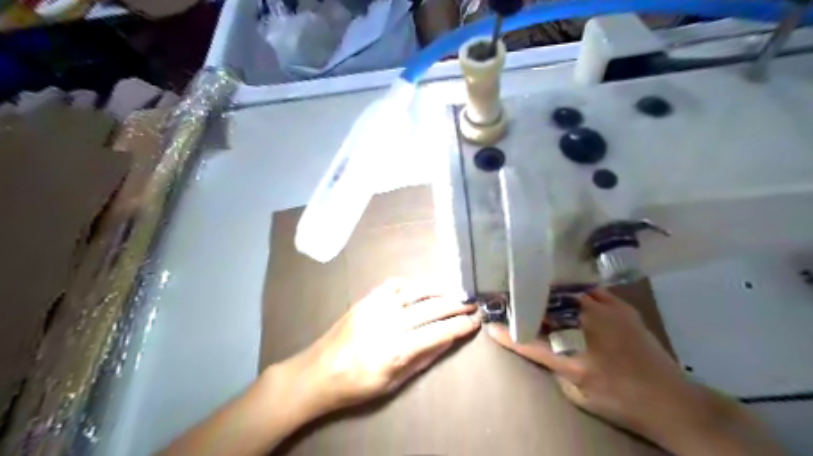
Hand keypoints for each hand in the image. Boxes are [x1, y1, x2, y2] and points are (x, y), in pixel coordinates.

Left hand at [284, 281, 477, 419]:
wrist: (318, 372)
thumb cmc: (357, 384)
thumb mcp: (394, 382)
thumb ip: (423, 358)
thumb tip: (448, 340)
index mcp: (396, 349)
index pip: (438, 332)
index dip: (460, 326)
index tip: (475, 321)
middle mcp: (389, 322)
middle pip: (431, 308)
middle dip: (456, 305)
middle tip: (472, 304)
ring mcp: (376, 307)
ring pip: (415, 291)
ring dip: (439, 289)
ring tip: (455, 291)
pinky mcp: (366, 299)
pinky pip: (394, 284)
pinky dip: (412, 284)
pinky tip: (423, 287)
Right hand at [485, 288, 708, 444]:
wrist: (670, 399)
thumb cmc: (619, 402)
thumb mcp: (576, 394)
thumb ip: (555, 365)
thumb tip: (542, 342)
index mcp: (571, 359)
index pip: (527, 341)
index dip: (505, 331)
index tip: (491, 323)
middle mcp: (584, 330)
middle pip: (543, 309)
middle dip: (522, 303)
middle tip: (508, 297)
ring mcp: (604, 314)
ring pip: (564, 295)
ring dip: (546, 293)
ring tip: (532, 285)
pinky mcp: (620, 307)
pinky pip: (589, 290)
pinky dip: (573, 290)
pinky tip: (565, 288)